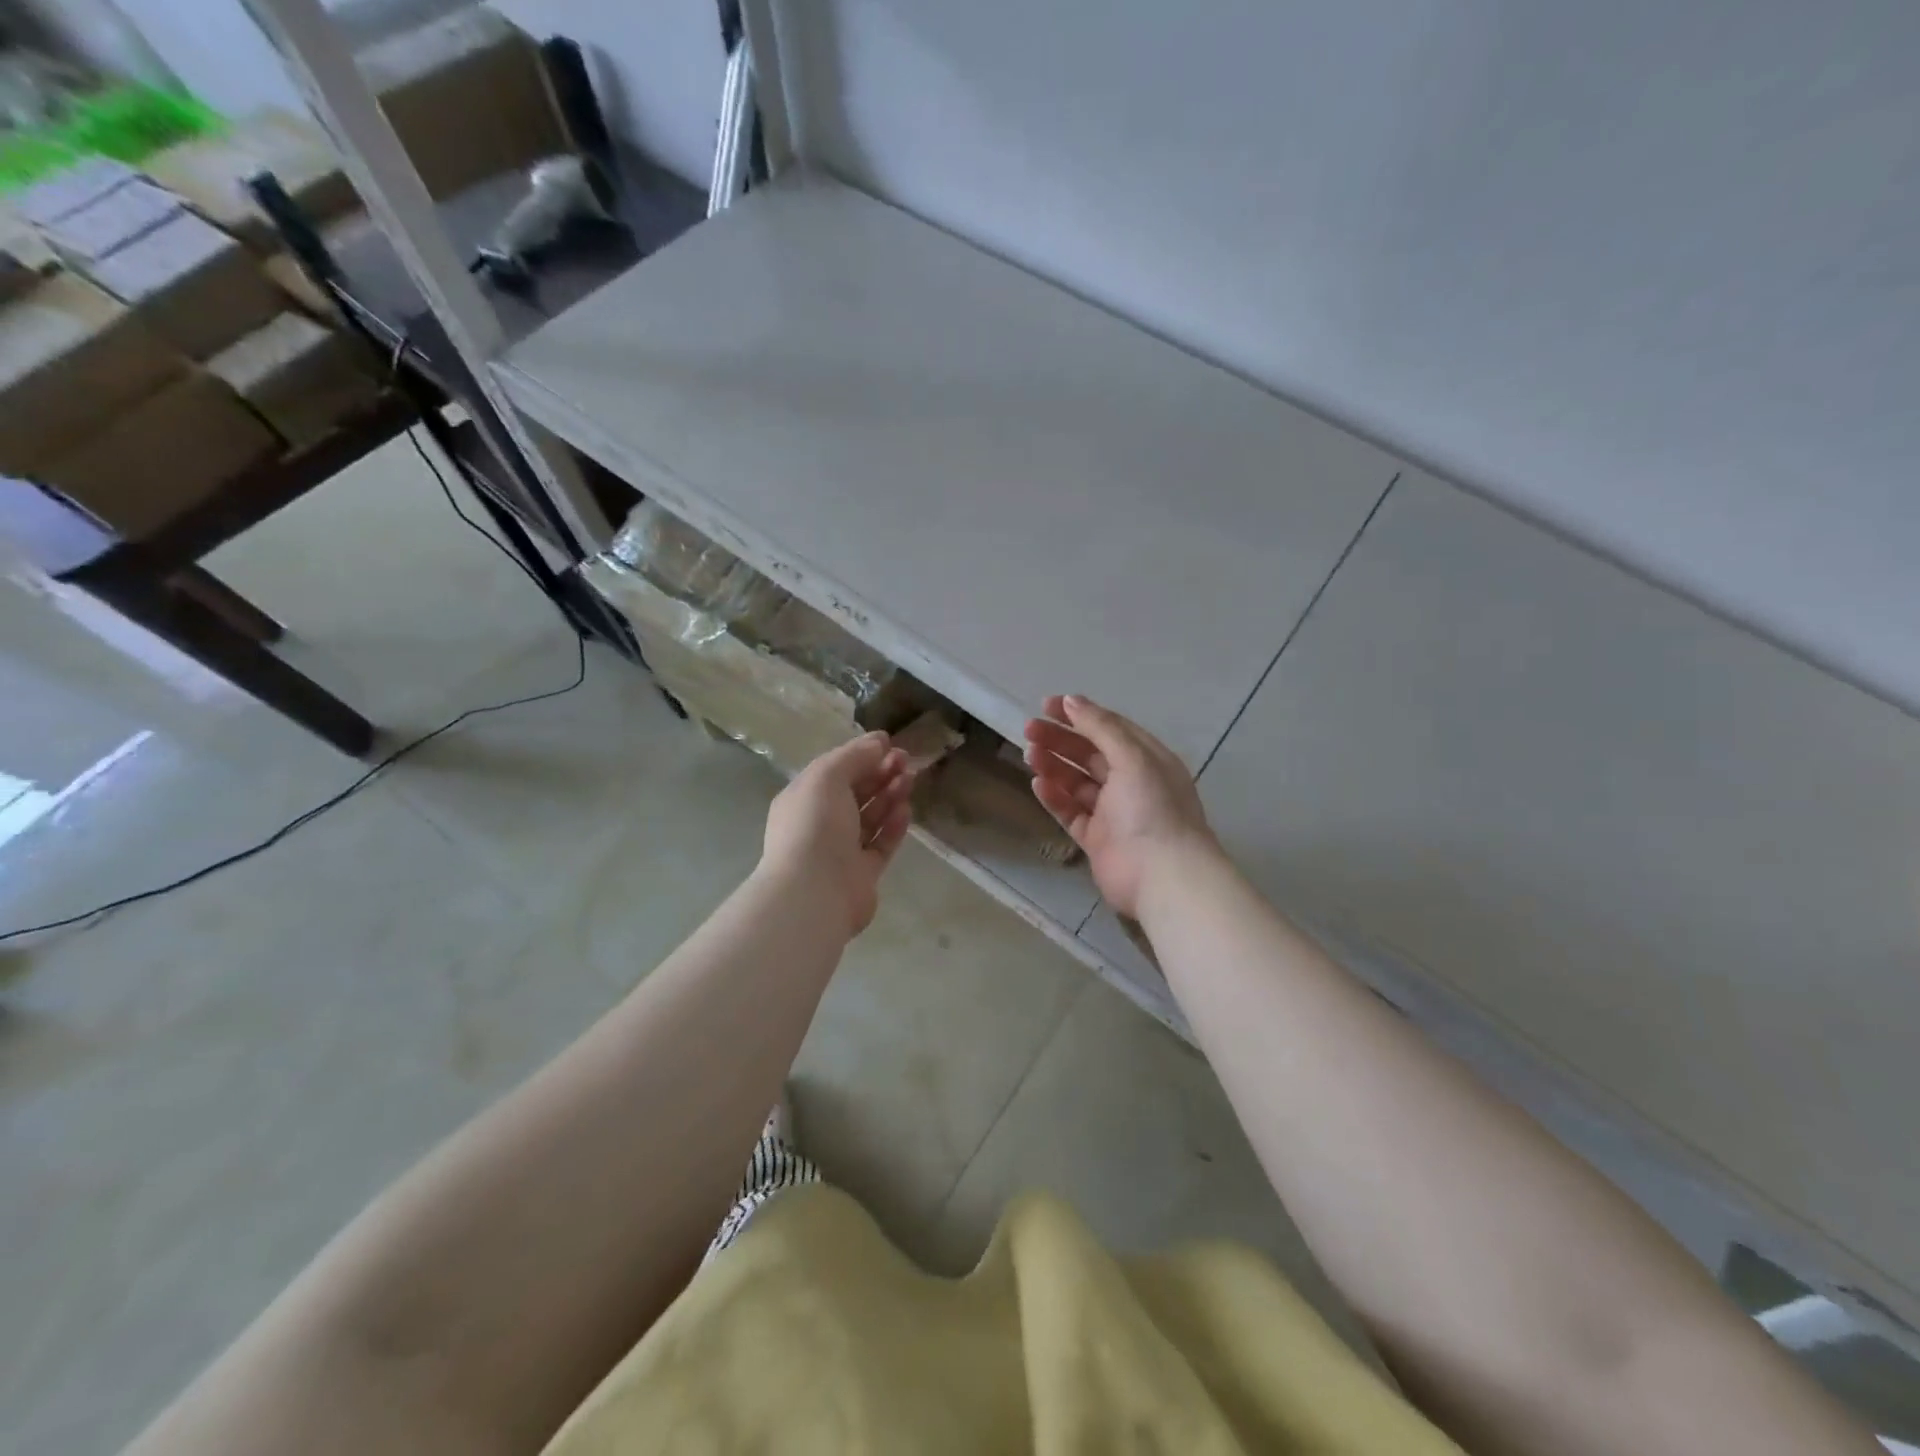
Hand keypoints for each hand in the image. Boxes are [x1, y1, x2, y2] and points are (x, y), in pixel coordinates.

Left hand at [762, 732, 915, 936]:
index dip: (861, 755)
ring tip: (910, 778)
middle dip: (879, 772)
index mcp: (803, 799)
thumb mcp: (827, 777)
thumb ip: (853, 756)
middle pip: (854, 792)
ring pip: (870, 817)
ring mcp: (841, 850)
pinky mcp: (863, 873)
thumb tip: (878, 741)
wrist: (815, 891)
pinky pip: (881, 843)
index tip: (889, 743)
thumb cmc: (815, 825)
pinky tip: (907, 809)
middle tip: (906, 759)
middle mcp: (820, 823)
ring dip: (890, 795)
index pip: (834, 771)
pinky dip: (893, 825)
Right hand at [1024, 694, 1218, 919]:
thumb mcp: (1132, 757)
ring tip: (1029, 754)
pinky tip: (1037, 783)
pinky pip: (1071, 812)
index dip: (1080, 715)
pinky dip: (1055, 797)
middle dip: (1060, 739)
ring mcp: (1113, 813)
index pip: (1110, 729)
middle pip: (1090, 754)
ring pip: (1078, 782)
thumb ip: (1101, 727)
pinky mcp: (1097, 839)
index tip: (1047, 705)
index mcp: (1148, 759)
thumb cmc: (1152, 808)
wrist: (1162, 877)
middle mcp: (1131, 783)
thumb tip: (1072, 700)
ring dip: (1054, 765)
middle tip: (1029, 729)